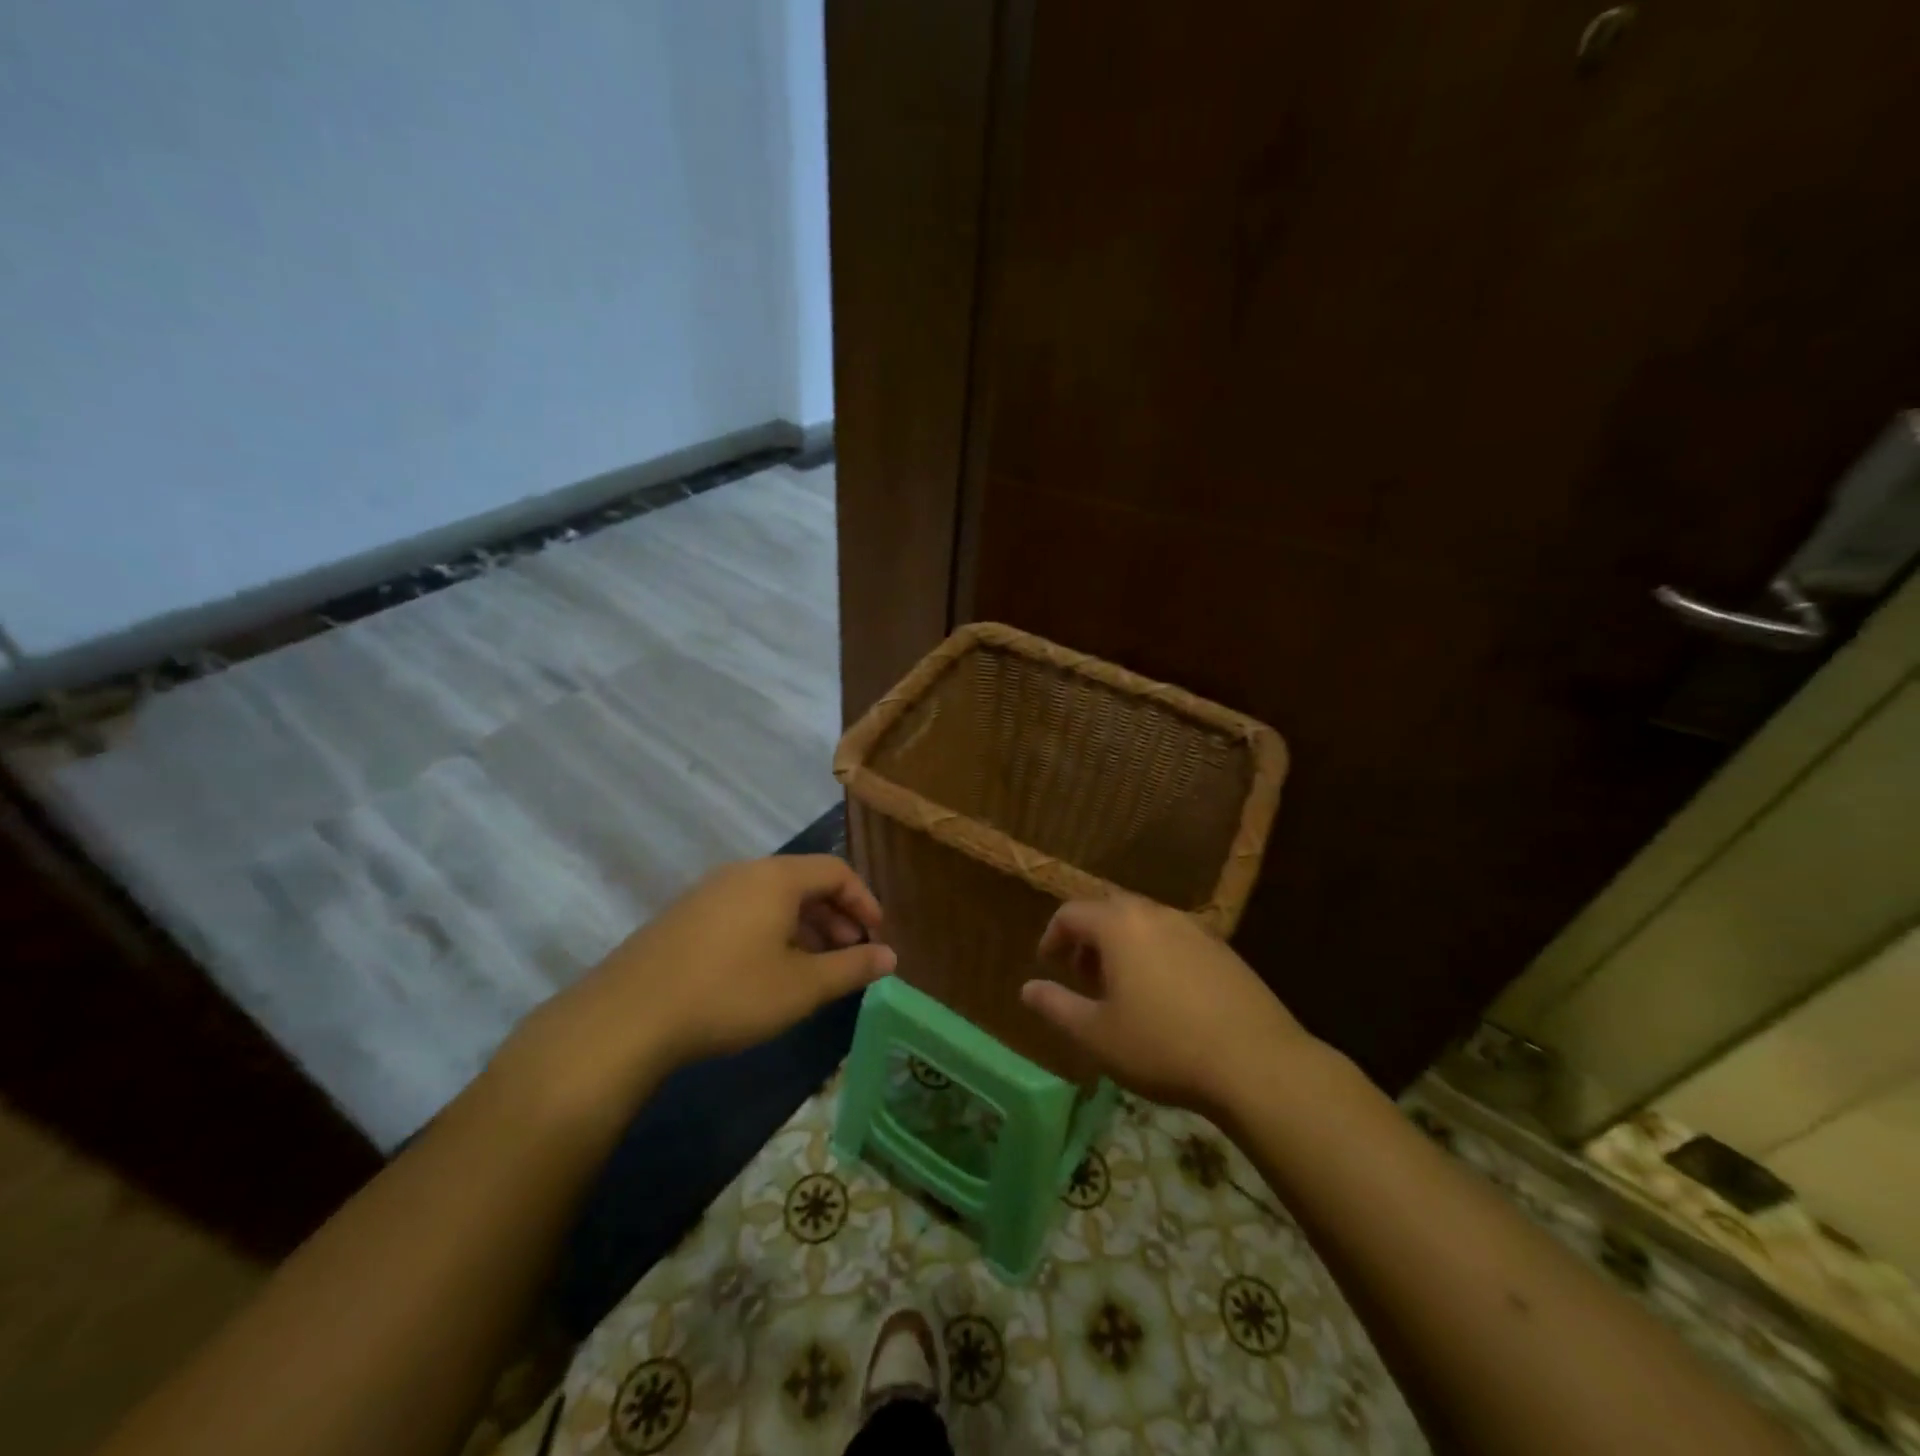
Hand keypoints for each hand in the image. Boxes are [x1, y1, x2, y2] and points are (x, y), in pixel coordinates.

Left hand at [498, 856, 894, 1120]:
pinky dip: (771, 931)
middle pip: (804, 881)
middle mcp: (743, 873)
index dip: (864, 900)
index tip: (877, 935)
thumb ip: (851, 968)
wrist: (628, 1016)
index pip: (836, 871)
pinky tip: (768, 971)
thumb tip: (891, 956)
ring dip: (804, 926)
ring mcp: (709, 892)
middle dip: (835, 916)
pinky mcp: (685, 916)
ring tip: (815, 967)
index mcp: (776, 878)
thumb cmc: (729, 994)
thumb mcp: (801, 987)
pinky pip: (744, 911)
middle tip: (851, 953)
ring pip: (772, 899)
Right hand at [1020, 896, 1322, 1117]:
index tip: (1048, 964)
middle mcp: (1156, 914)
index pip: (1072, 913)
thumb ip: (1056, 1007)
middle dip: (1089, 938)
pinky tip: (1165, 998)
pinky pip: (1175, 939)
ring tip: (1122, 989)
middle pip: (1110, 910)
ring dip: (1123, 946)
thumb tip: (1026, 989)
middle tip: (1083, 976)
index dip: (1053, 936)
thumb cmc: (1162, 1046)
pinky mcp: (1224, 950)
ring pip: (1145, 923)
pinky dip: (1156, 954)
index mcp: (1120, 925)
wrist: (1256, 1064)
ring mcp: (1195, 929)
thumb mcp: (1096, 1035)